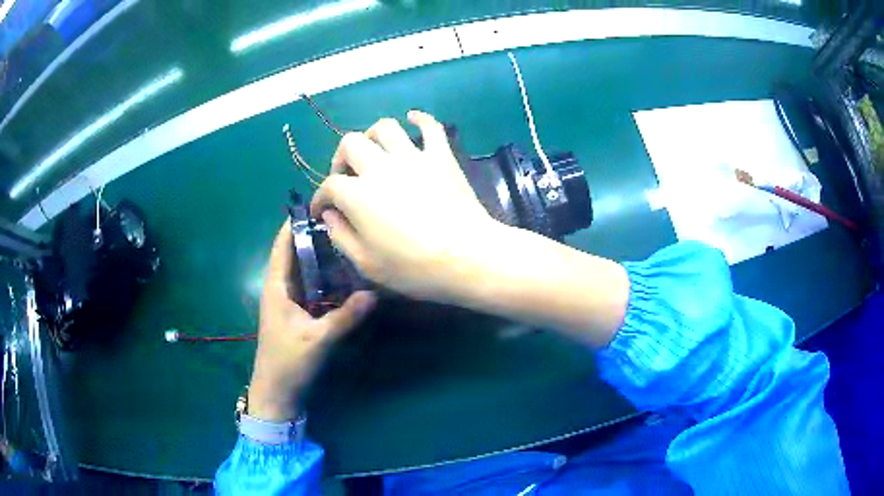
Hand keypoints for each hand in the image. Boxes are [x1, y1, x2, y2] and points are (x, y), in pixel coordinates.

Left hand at [248, 223, 375, 421]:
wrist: (277, 391)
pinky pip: (307, 288)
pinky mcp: (294, 315)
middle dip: (311, 237)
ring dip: (317, 257)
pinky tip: (340, 276)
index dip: (293, 225)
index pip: (282, 247)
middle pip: (293, 255)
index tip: (314, 205)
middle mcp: (279, 290)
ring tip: (343, 241)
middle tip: (340, 221)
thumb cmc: (289, 362)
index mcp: (276, 288)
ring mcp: (286, 303)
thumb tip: (373, 293)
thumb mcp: (318, 339)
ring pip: (301, 272)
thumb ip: (345, 317)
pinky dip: (320, 278)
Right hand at [310, 111, 505, 302]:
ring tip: (374, 152)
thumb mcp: (367, 264)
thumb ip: (341, 236)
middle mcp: (380, 167)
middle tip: (346, 178)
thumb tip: (329, 214)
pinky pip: (430, 126)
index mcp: (358, 195)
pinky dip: (420, 119)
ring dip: (372, 136)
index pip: (329, 186)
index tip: (321, 211)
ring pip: (385, 127)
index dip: (320, 198)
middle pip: (350, 144)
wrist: (468, 256)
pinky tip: (412, 119)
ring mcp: (413, 157)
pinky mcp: (441, 156)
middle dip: (340, 160)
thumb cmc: (415, 268)